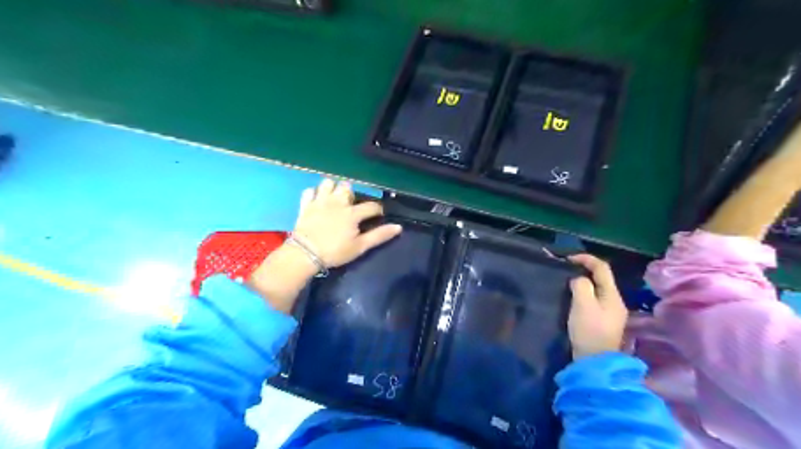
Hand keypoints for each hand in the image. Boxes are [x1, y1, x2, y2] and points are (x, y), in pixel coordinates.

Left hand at [249, 179, 400, 311]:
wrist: (305, 253)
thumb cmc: (335, 252)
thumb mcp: (360, 246)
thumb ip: (379, 235)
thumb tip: (398, 227)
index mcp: (352, 213)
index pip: (371, 206)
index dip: (378, 209)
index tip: (378, 215)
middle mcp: (337, 202)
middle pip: (347, 187)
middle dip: (352, 194)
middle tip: (351, 205)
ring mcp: (320, 201)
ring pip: (328, 183)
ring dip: (333, 188)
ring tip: (334, 198)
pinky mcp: (305, 205)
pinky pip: (309, 191)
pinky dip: (314, 193)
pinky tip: (317, 200)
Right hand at [565, 253, 628, 359]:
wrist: (595, 361)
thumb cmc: (589, 330)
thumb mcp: (583, 304)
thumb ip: (581, 286)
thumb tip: (578, 280)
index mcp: (612, 295)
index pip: (602, 268)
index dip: (586, 258)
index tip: (567, 258)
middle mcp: (615, 301)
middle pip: (601, 278)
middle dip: (584, 270)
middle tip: (565, 270)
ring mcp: (610, 312)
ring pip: (597, 289)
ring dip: (583, 282)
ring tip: (566, 282)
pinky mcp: (603, 321)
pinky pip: (594, 299)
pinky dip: (583, 293)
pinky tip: (573, 298)